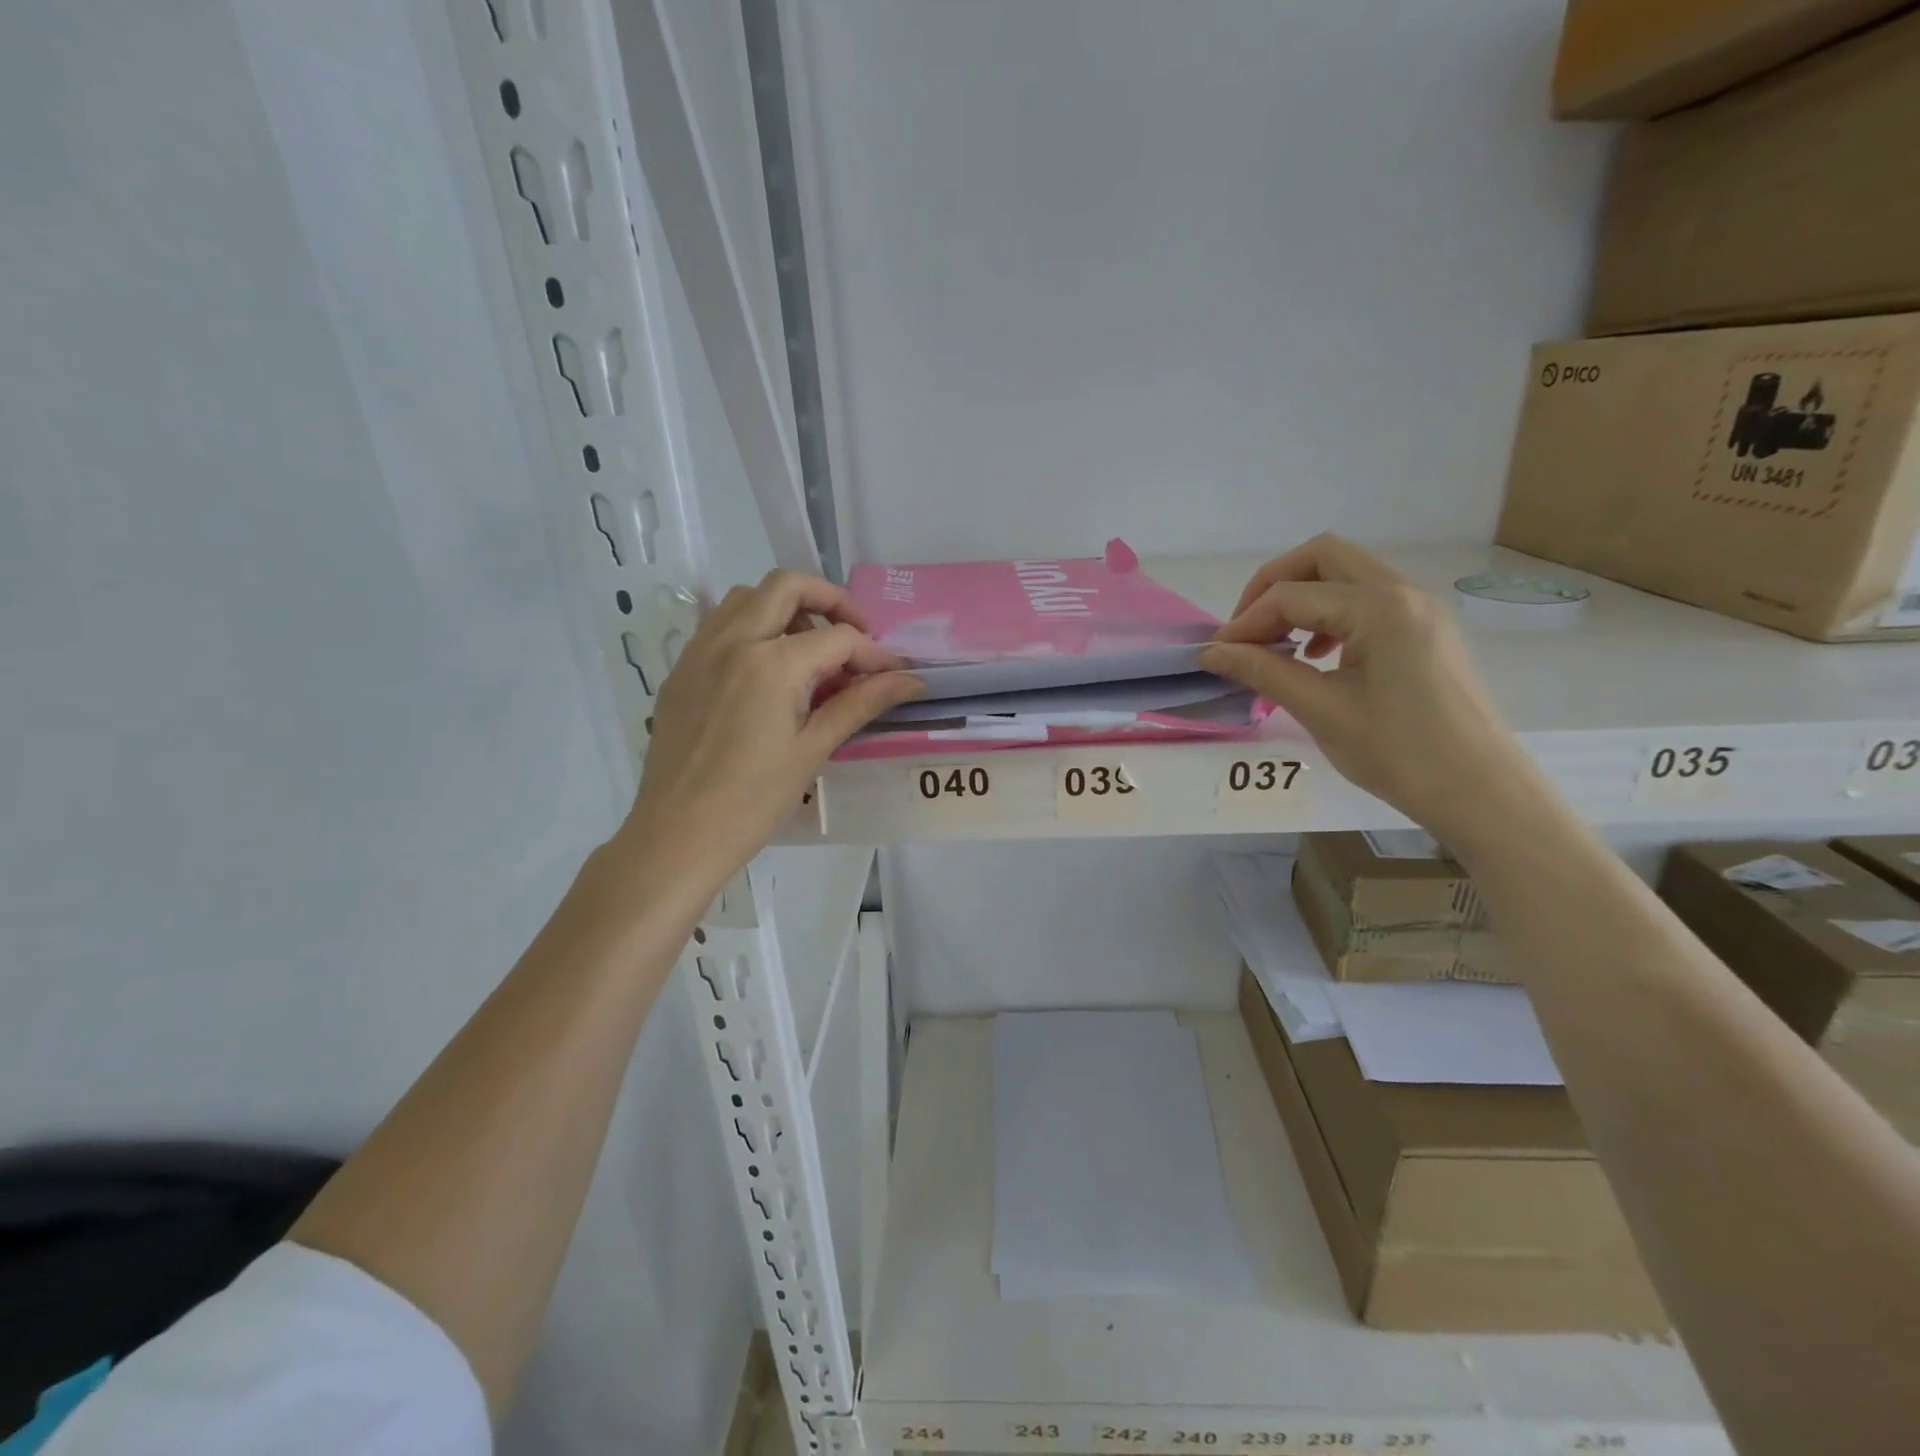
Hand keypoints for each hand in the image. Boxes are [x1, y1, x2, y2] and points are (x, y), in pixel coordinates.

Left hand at [612, 570, 922, 890]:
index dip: (874, 654)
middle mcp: (732, 640)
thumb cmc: (752, 801)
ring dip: (786, 608)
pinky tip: (768, 671)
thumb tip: (911, 680)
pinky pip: (720, 624)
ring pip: (747, 597)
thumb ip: (861, 703)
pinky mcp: (681, 669)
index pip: (838, 637)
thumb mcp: (813, 749)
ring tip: (810, 650)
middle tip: (854, 636)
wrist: (677, 836)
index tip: (894, 676)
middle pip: (787, 586)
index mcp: (771, 662)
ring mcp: (700, 650)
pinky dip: (752, 626)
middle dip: (830, 600)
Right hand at [1198, 535, 1538, 840]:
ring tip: (1276, 645)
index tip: (1218, 654)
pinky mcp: (1426, 630)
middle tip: (1246, 630)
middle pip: (1323, 557)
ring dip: (1303, 598)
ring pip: (1347, 576)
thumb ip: (1264, 671)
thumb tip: (1211, 652)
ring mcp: (1420, 609)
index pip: (1292, 595)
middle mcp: (1404, 592)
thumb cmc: (1399, 753)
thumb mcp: (1322, 711)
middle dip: (1274, 586)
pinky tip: (1317, 655)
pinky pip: (1368, 600)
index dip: (1247, 621)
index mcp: (1380, 608)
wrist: (1481, 792)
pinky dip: (1331, 614)